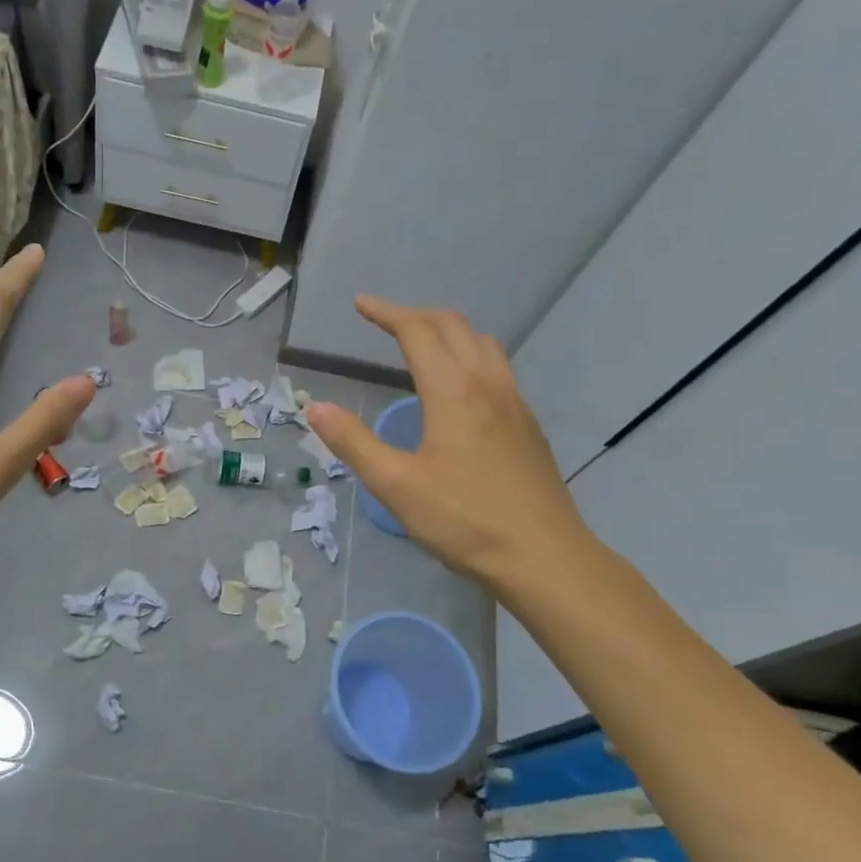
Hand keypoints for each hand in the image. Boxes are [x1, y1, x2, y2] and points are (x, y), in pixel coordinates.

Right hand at [304, 296, 591, 593]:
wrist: (544, 557)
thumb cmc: (464, 520)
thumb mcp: (396, 485)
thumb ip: (353, 442)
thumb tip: (315, 407)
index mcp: (453, 391)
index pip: (417, 331)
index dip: (386, 312)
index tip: (360, 304)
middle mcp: (488, 384)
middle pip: (453, 326)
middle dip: (416, 315)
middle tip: (385, 322)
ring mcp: (515, 403)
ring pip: (483, 344)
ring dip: (449, 332)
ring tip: (422, 346)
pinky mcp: (529, 425)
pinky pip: (498, 369)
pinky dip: (470, 356)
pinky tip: (460, 390)